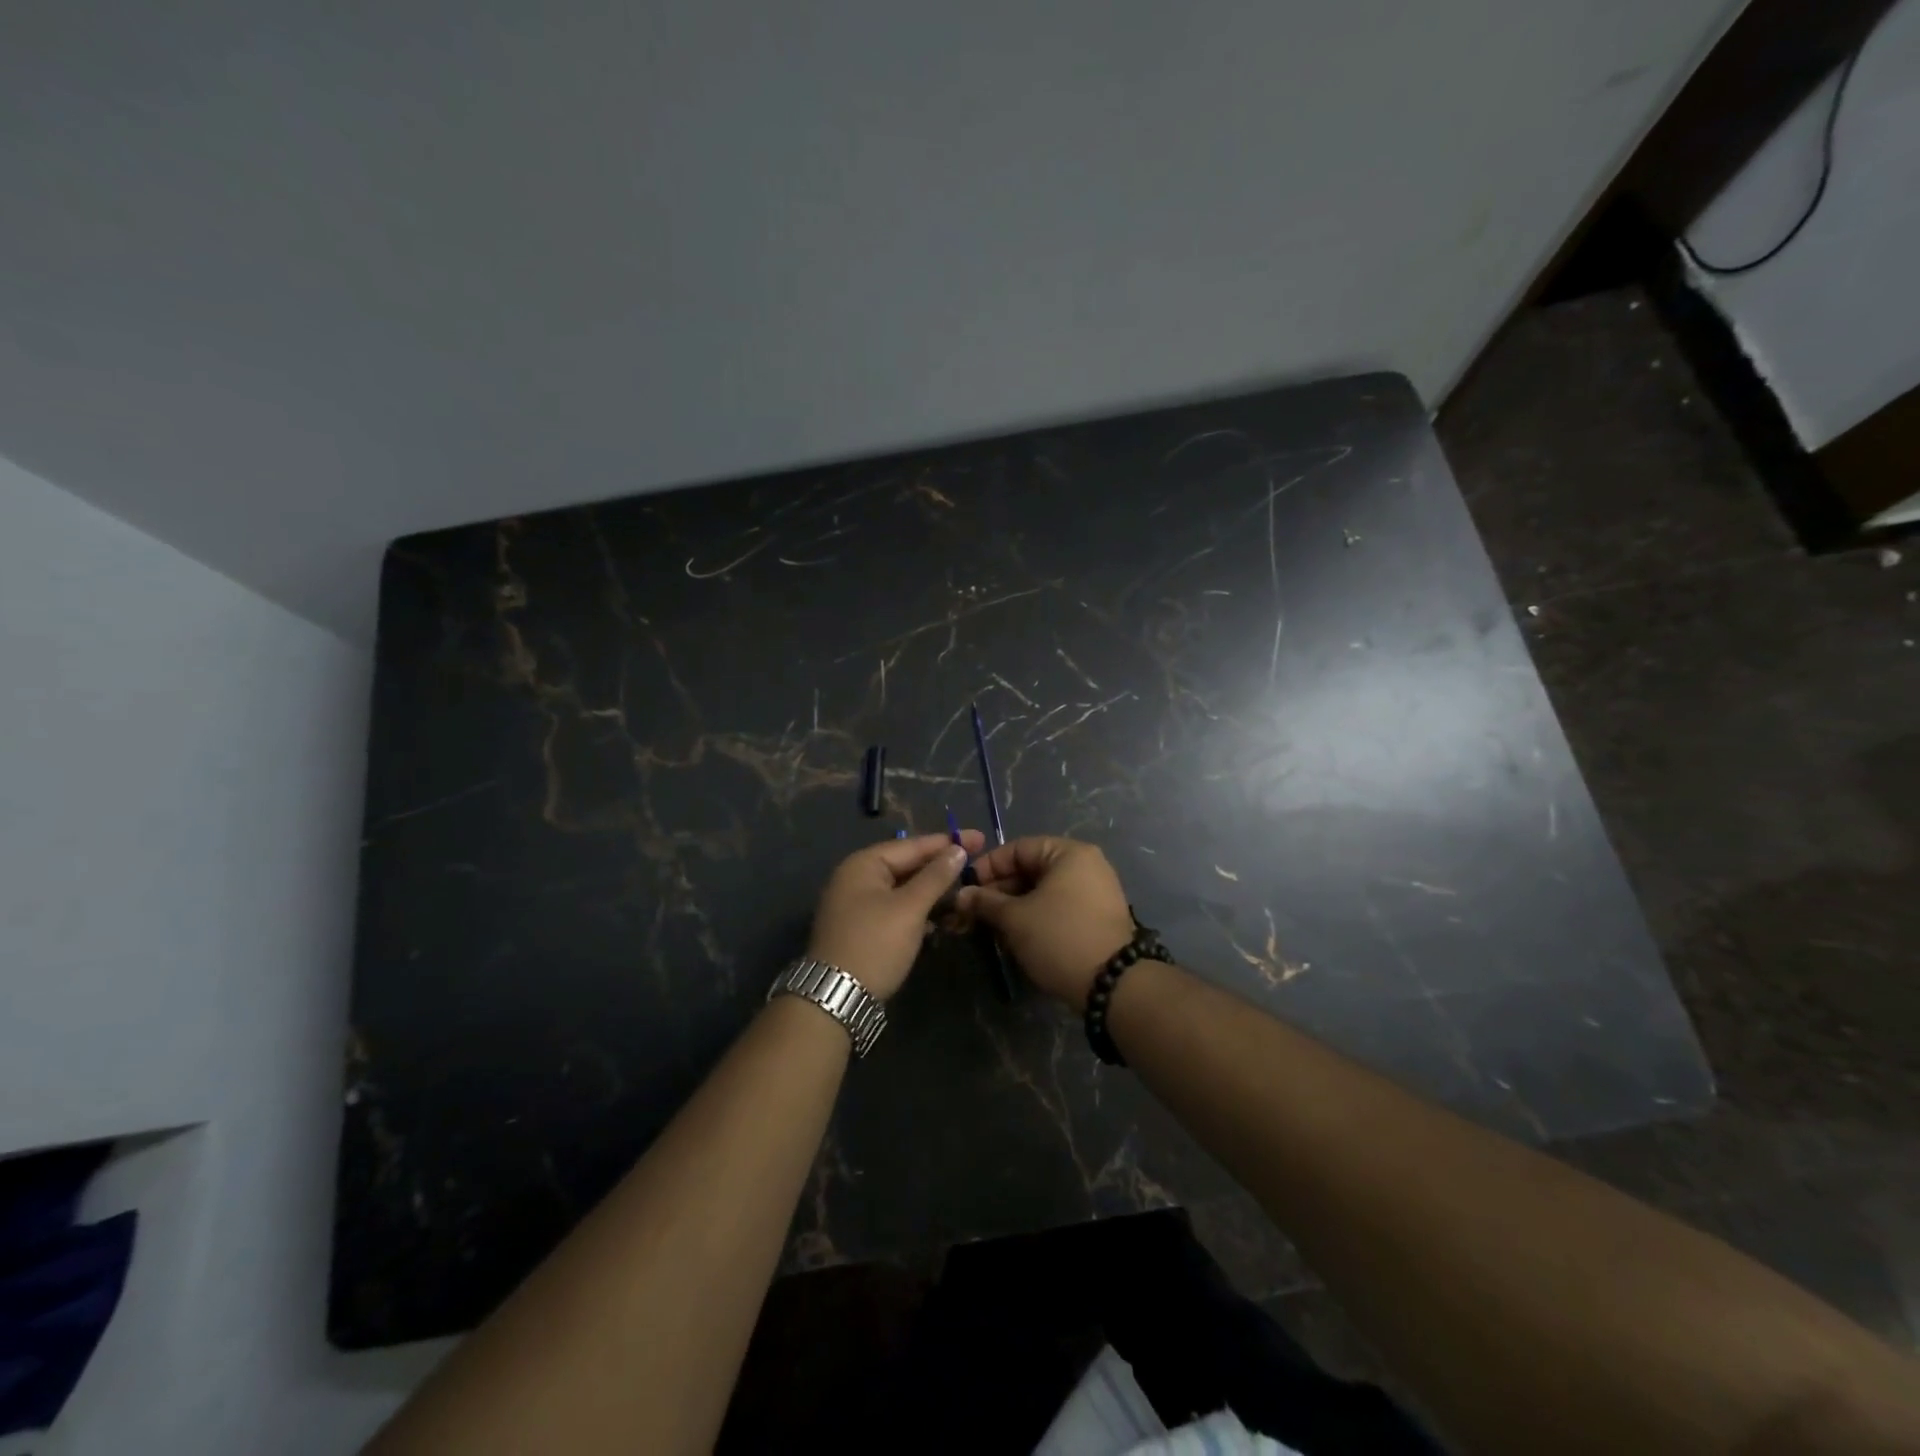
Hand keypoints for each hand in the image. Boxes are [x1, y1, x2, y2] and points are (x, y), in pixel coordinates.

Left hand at [806, 830, 983, 999]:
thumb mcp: (910, 908)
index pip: (913, 845)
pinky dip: (918, 912)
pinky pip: (897, 909)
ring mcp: (858, 905)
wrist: (836, 997)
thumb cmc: (875, 944)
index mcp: (864, 864)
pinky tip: (941, 919)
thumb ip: (935, 877)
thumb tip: (958, 849)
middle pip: (907, 866)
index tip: (980, 839)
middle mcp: (857, 878)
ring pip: (904, 890)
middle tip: (977, 866)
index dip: (948, 842)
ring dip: (933, 893)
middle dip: (941, 868)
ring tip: (965, 893)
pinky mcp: (863, 929)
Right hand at [957, 836, 1137, 1008]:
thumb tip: (961, 895)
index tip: (965, 890)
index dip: (987, 867)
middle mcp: (1086, 865)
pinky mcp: (1096, 918)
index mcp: (1069, 853)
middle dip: (999, 891)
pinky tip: (1015, 937)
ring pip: (1042, 891)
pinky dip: (1035, 917)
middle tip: (972, 913)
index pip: (1017, 848)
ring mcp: (1095, 892)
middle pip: (1030, 869)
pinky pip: (1058, 907)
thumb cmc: (1060, 938)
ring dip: (1014, 907)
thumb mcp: (1015, 919)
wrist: (1113, 984)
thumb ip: (985, 902)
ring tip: (990, 928)